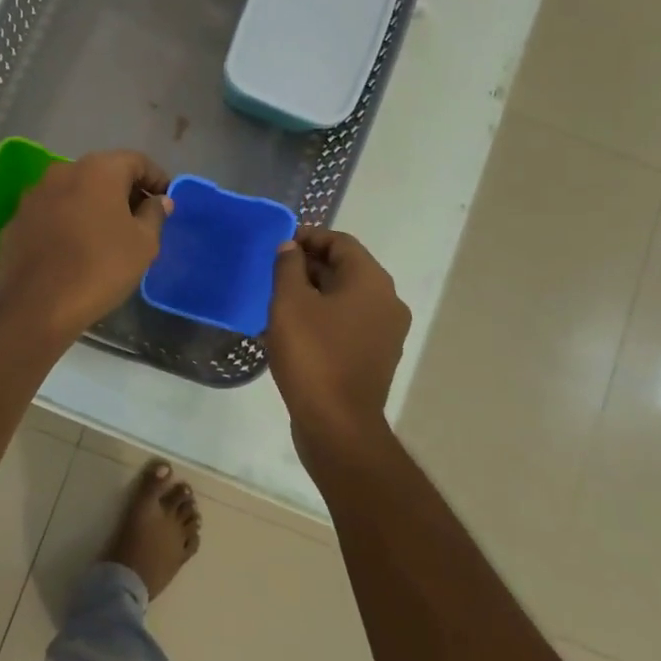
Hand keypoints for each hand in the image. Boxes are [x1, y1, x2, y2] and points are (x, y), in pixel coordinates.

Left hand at [0, 151, 171, 341]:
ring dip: (93, 206)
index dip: (156, 179)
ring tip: (107, 236)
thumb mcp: (143, 244)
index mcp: (98, 170)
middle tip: (141, 220)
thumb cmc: (100, 268)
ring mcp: (34, 195)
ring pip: (74, 192)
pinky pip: (51, 213)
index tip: (167, 201)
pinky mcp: (16, 220)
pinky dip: (67, 222)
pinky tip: (74, 249)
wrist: (35, 305)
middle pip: (102, 173)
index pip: (136, 161)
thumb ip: (154, 215)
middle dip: (124, 192)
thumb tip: (158, 201)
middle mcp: (62, 171)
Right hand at [265, 227, 411, 455]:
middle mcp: (387, 301)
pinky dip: (323, 318)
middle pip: (346, 269)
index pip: (341, 242)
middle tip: (273, 273)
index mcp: (371, 281)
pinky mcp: (376, 357)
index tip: (279, 244)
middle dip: (309, 266)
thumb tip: (290, 247)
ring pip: (346, 298)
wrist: (337, 424)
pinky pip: (348, 324)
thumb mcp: (289, 303)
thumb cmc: (312, 355)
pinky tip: (293, 330)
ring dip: (314, 293)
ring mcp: (386, 332)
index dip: (309, 237)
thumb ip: (288, 267)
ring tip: (278, 300)